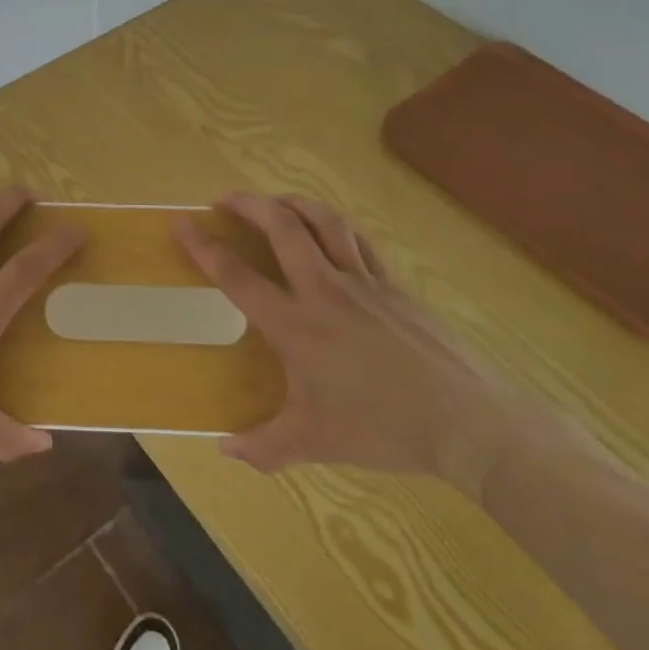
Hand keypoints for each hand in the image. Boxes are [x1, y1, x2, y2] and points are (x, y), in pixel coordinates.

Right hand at [174, 193, 513, 497]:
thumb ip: (264, 447)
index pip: (238, 277)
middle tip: (224, 198)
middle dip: (248, 204)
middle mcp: (324, 292)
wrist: (466, 422)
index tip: (182, 223)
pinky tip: (330, 229)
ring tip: (275, 201)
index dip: (204, 247)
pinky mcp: (395, 285)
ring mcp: (364, 282)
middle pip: (282, 228)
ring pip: (324, 222)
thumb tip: (224, 451)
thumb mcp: (315, 442)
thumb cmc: (382, 428)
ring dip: (293, 203)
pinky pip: (359, 241)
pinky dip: (335, 226)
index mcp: (296, 326)